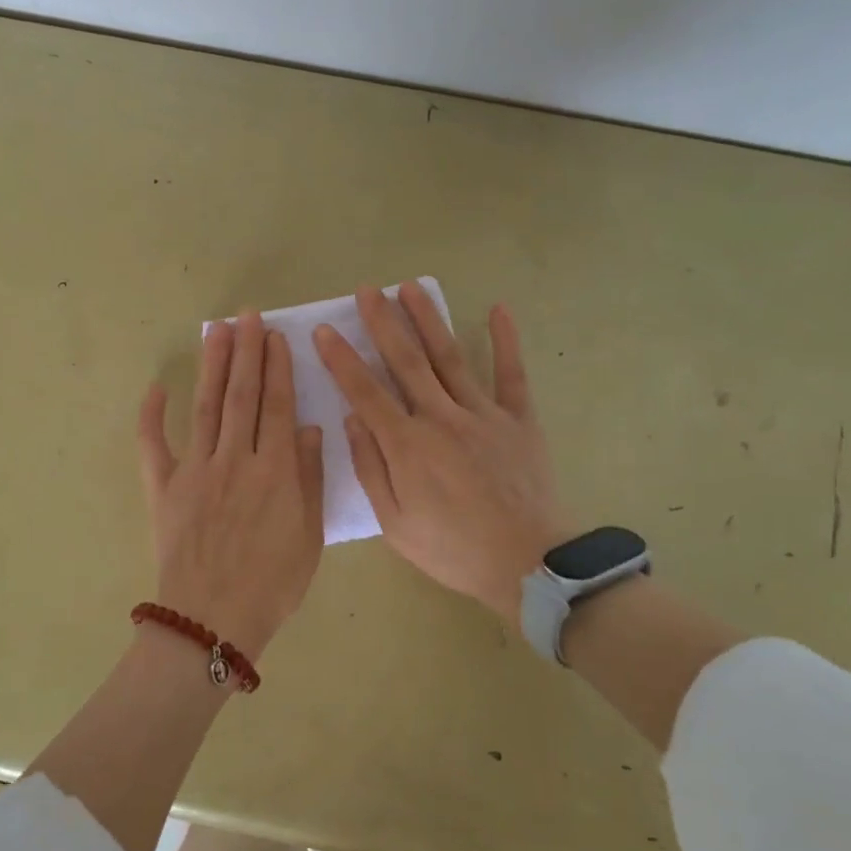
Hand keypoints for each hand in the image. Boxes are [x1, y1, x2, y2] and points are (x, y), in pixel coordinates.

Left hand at [138, 313, 324, 656]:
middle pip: (241, 395)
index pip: (276, 405)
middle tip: (247, 316)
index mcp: (273, 470)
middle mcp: (233, 459)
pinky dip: (151, 416)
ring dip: (212, 367)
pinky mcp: (163, 488)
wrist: (213, 621)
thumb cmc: (272, 584)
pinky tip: (157, 387)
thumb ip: (309, 478)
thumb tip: (307, 427)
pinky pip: (153, 446)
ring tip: (217, 331)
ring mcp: (194, 471)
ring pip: (205, 407)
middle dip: (246, 352)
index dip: (277, 368)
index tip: (276, 336)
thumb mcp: (309, 536)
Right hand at [316, 283, 572, 624]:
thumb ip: (371, 468)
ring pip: (451, 357)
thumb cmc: (453, 549)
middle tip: (367, 290)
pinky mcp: (519, 420)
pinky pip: (512, 374)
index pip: (365, 392)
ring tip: (411, 287)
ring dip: (429, 320)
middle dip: (383, 323)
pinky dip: (506, 341)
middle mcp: (441, 419)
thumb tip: (352, 419)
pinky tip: (498, 309)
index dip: (342, 360)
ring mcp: (483, 414)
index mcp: (407, 446)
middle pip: (406, 361)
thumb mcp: (395, 523)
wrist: (528, 563)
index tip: (323, 331)